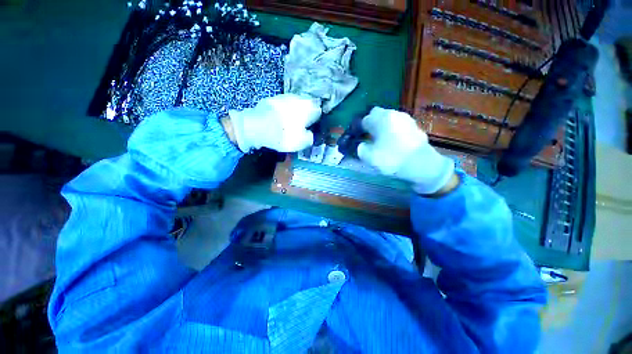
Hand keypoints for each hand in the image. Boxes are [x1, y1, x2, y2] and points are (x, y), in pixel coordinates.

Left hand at [227, 94, 321, 152]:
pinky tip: (280, 119)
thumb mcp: (301, 142)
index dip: (318, 119)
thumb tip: (310, 134)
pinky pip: (284, 104)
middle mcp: (298, 99)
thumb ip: (310, 137)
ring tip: (292, 122)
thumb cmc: (282, 135)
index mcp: (308, 108)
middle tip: (303, 124)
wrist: (255, 126)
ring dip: (296, 111)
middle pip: (308, 105)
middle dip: (308, 113)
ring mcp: (284, 96)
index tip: (314, 126)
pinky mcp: (273, 99)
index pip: (319, 110)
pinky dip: (285, 110)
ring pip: (296, 103)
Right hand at [357, 107, 455, 194]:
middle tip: (370, 136)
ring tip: (382, 139)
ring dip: (383, 126)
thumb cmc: (392, 158)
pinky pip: (399, 125)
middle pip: (378, 114)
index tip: (359, 137)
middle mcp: (394, 114)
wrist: (422, 164)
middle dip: (372, 123)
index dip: (360, 129)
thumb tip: (363, 145)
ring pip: (389, 119)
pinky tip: (394, 142)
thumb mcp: (369, 157)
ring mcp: (406, 119)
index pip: (365, 119)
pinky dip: (394, 130)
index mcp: (381, 119)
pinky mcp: (415, 126)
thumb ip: (361, 149)